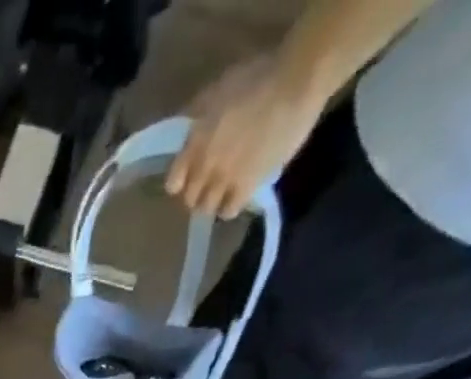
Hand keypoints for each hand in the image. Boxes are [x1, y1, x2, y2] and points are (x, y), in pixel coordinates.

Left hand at [165, 53, 319, 218]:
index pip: (173, 183)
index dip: (181, 182)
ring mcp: (225, 179)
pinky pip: (230, 210)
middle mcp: (204, 167)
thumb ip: (198, 114)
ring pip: (207, 209)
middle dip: (197, 193)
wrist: (296, 80)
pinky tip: (239, 195)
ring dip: (213, 202)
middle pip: (190, 199)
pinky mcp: (248, 186)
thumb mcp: (218, 89)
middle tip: (209, 184)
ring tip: (224, 191)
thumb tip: (187, 127)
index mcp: (194, 144)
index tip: (189, 177)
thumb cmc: (258, 76)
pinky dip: (230, 207)